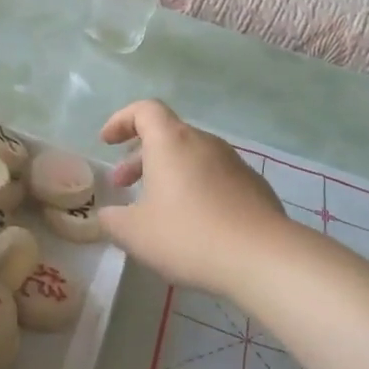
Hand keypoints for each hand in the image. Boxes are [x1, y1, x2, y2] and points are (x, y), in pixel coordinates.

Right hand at [98, 101, 288, 296]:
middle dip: (140, 156)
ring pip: (191, 157)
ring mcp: (234, 163)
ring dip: (168, 173)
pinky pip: (215, 177)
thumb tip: (106, 216)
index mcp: (172, 142)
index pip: (145, 110)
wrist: (262, 257)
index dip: (121, 120)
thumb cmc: (189, 235)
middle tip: (123, 184)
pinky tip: (193, 223)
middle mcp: (204, 143)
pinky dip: (195, 188)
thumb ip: (112, 221)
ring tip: (156, 207)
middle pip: (167, 135)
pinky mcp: (254, 186)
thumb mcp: (135, 233)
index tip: (107, 142)